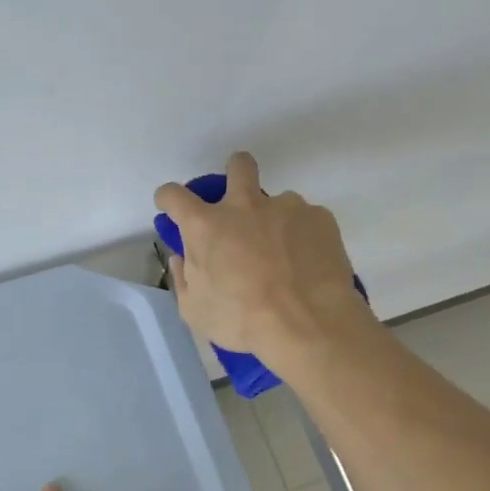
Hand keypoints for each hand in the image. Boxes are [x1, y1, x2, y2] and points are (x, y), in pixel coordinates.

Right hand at [154, 151, 368, 364]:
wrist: (307, 324)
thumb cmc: (242, 321)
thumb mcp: (195, 310)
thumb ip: (184, 277)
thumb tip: (183, 257)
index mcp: (206, 226)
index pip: (174, 195)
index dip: (169, 199)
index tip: (172, 208)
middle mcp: (245, 205)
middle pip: (238, 166)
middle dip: (235, 173)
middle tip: (240, 203)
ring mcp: (287, 207)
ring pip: (279, 201)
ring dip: (275, 221)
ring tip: (286, 257)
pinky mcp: (320, 218)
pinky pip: (307, 221)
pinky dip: (304, 238)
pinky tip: (309, 266)